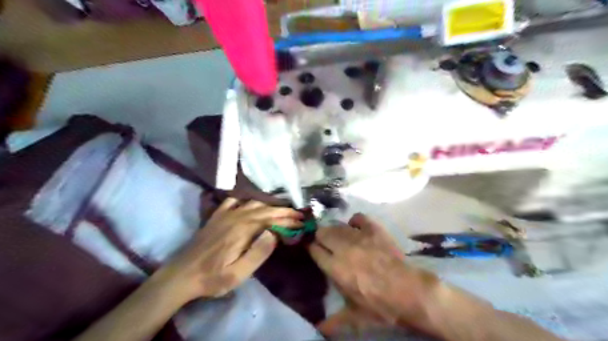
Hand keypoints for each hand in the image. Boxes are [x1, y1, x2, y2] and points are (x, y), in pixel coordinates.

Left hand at [154, 198, 301, 301]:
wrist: (182, 274)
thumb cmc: (213, 277)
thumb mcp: (238, 273)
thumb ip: (258, 253)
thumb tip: (274, 233)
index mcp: (243, 230)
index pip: (272, 220)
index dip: (288, 220)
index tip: (302, 222)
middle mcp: (236, 217)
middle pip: (265, 209)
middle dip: (284, 211)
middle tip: (298, 215)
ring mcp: (225, 214)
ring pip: (253, 203)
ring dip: (269, 206)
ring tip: (281, 212)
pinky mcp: (217, 216)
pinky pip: (234, 201)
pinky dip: (246, 201)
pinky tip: (250, 207)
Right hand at [311, 214, 439, 333]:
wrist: (409, 291)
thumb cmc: (380, 306)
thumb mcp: (355, 317)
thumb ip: (334, 322)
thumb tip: (318, 330)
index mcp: (335, 268)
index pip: (314, 250)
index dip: (312, 249)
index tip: (314, 250)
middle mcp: (343, 248)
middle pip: (322, 233)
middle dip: (320, 237)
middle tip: (326, 243)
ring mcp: (359, 236)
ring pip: (337, 225)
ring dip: (335, 231)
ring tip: (340, 237)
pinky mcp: (373, 229)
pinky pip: (358, 217)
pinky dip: (355, 221)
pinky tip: (356, 228)